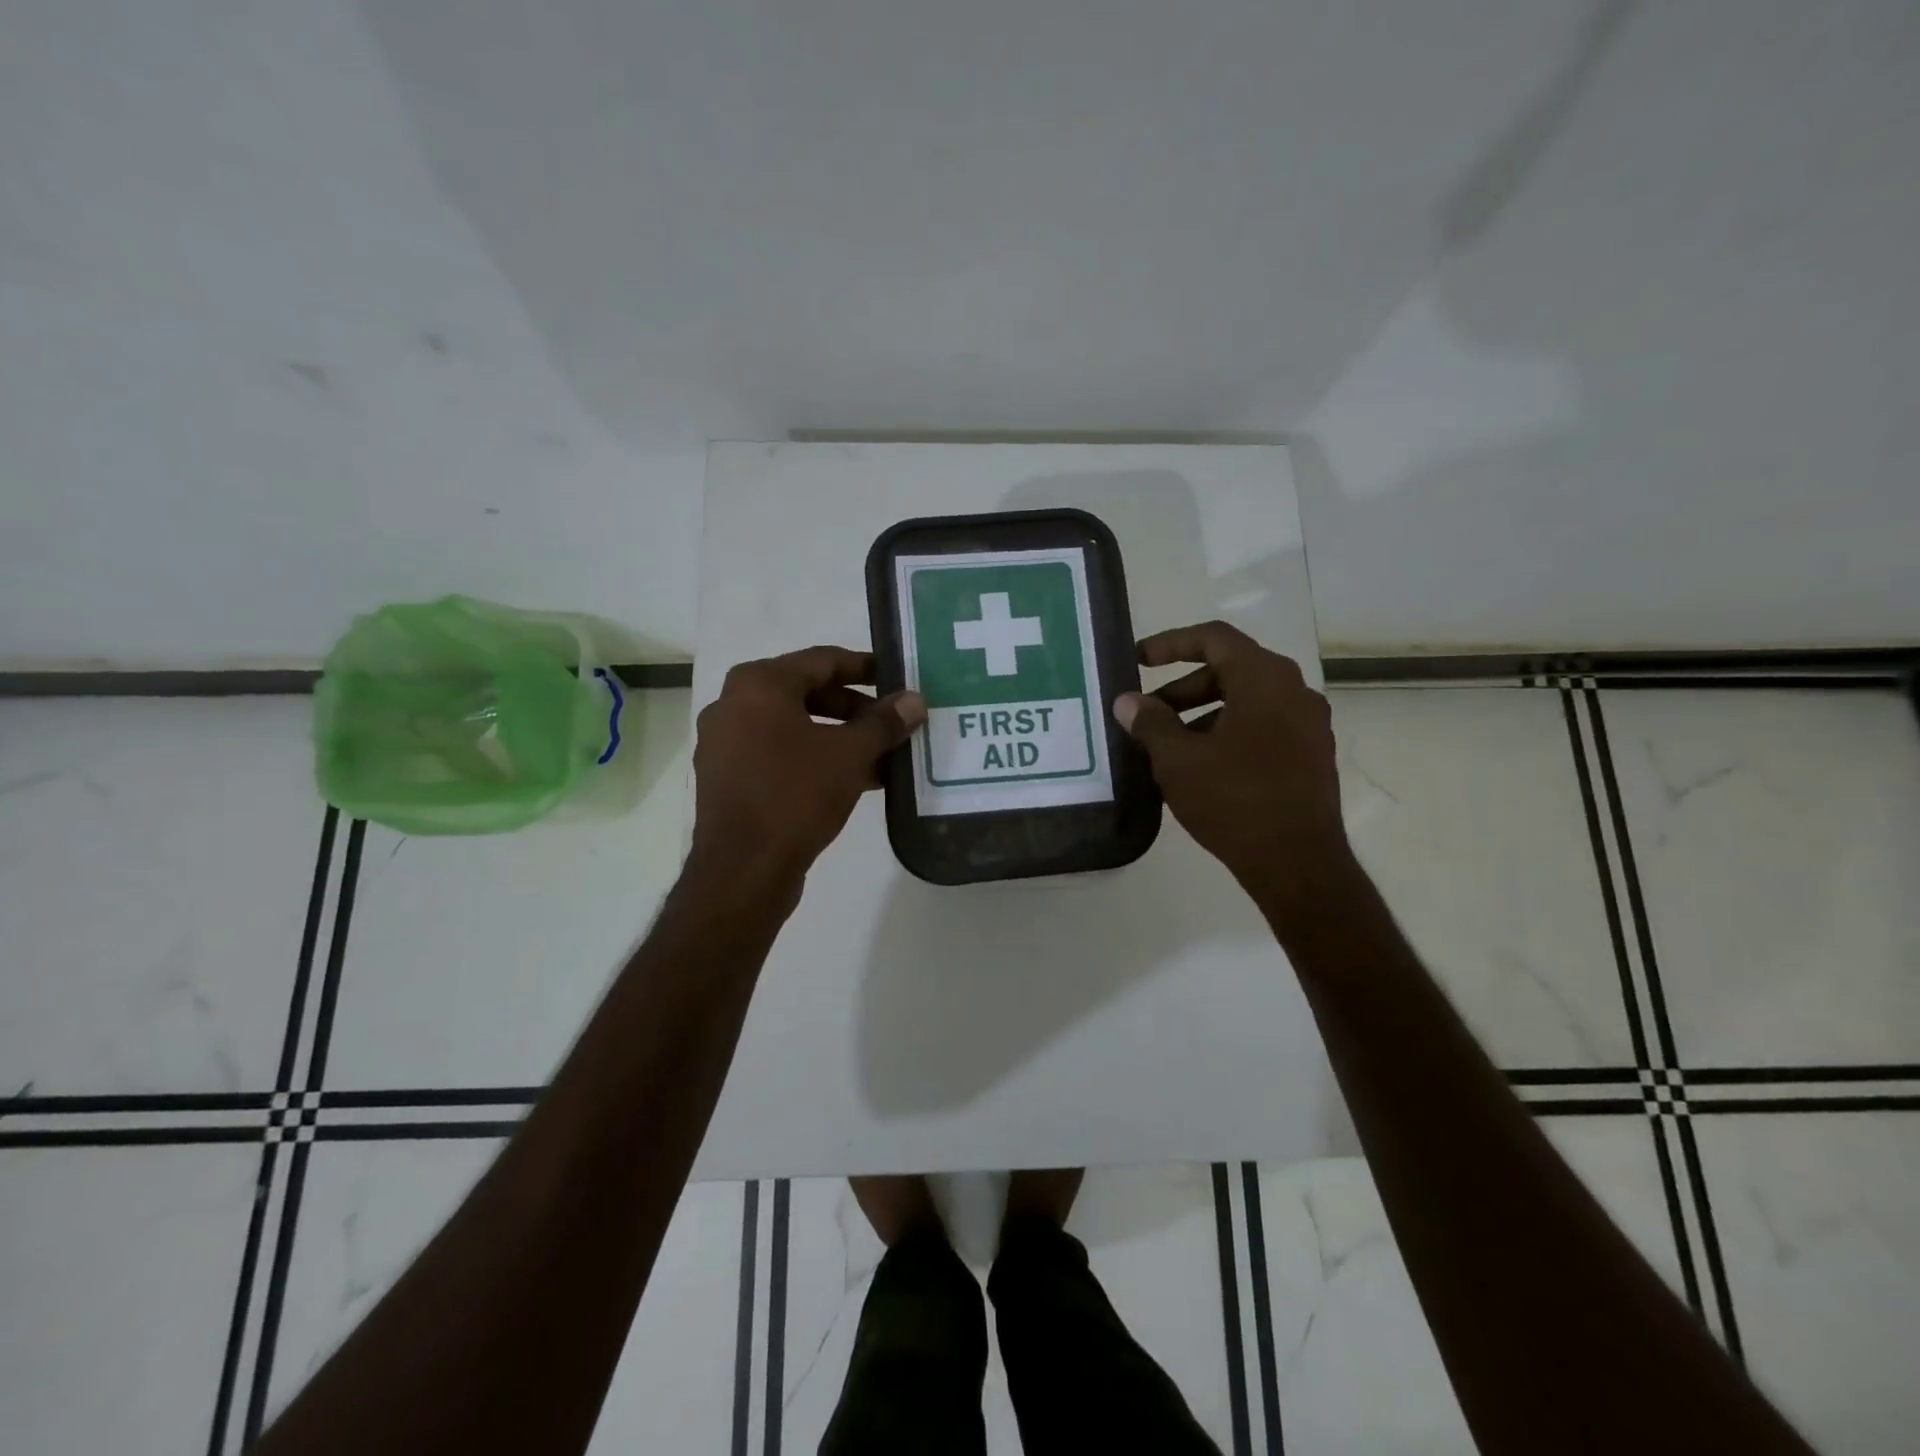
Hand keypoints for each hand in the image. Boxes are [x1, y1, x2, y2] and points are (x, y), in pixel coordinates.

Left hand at [690, 646, 924, 888]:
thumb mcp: (849, 755)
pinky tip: (855, 780)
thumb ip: (884, 723)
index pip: (822, 660)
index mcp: (758, 684)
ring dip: (840, 737)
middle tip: (894, 721)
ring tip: (882, 754)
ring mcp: (726, 744)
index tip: (897, 677)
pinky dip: (815, 759)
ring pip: (795, 727)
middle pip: (807, 692)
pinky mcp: (729, 778)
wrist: (743, 870)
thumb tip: (915, 700)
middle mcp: (734, 704)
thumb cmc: (795, 795)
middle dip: (856, 708)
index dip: (865, 667)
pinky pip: (780, 754)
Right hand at [1113, 622, 1348, 907]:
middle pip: (1230, 670)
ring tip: (1167, 747)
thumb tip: (1128, 701)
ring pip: (1246, 702)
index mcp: (1265, 679)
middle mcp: (1294, 691)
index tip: (1138, 660)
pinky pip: (1262, 727)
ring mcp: (1309, 725)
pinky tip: (1200, 768)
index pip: (1214, 638)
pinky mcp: (1311, 756)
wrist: (1298, 863)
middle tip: (1146, 715)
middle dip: (1181, 688)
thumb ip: (1150, 723)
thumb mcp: (1179, 760)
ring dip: (1202, 714)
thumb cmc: (1234, 800)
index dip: (1170, 643)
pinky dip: (1227, 733)